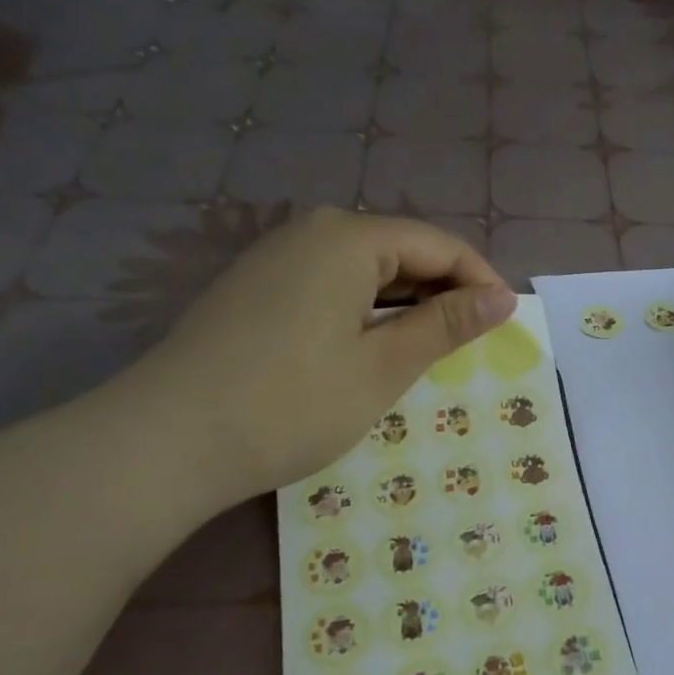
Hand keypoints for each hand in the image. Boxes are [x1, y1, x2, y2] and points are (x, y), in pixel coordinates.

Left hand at [115, 208, 514, 508]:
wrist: (166, 442)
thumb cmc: (292, 403)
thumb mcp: (384, 366)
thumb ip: (447, 325)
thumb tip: (502, 297)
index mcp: (349, 238)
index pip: (438, 245)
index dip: (480, 282)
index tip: (508, 324)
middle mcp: (311, 231)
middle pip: (401, 251)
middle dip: (443, 293)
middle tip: (471, 345)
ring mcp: (275, 257)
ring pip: (365, 270)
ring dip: (405, 305)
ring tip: (429, 351)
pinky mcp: (254, 287)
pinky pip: (331, 285)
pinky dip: (365, 311)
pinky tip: (371, 348)